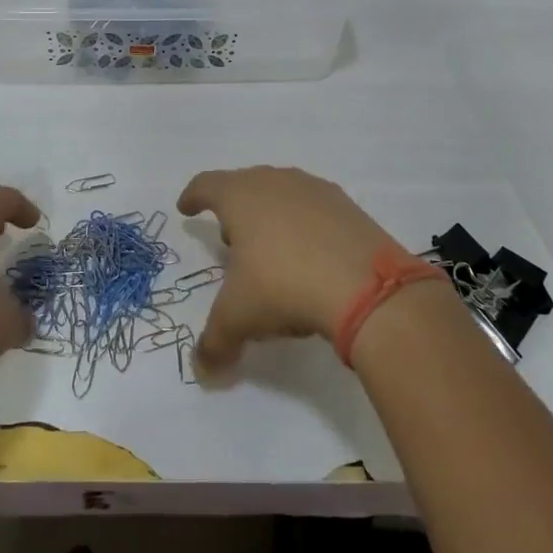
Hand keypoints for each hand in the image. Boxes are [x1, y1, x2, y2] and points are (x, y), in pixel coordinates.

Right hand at [176, 166, 399, 375]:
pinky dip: (304, 227)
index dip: (193, 196)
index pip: (207, 185)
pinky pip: (314, 211)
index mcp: (240, 196)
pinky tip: (309, 257)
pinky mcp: (349, 208)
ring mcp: (316, 191)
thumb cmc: (283, 286)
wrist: (367, 287)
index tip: (185, 207)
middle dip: (233, 209)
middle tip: (229, 238)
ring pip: (282, 195)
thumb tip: (203, 370)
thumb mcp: (239, 318)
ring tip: (270, 249)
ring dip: (270, 216)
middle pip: (245, 185)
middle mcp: (276, 182)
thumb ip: (214, 342)